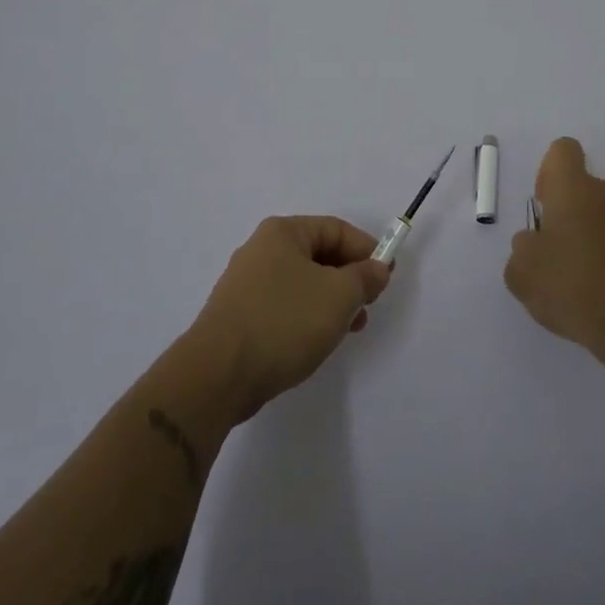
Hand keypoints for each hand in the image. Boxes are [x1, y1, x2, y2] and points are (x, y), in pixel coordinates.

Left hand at [190, 216, 391, 420]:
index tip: (386, 276)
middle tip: (369, 304)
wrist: (218, 375)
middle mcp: (261, 250)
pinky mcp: (239, 316)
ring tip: (349, 329)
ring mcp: (246, 284)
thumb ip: (365, 277)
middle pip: (318, 255)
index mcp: (282, 233)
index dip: (366, 249)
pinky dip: (307, 317)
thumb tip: (377, 268)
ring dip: (331, 301)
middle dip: (349, 278)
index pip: (335, 229)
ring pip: (302, 283)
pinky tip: (316, 341)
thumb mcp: (339, 295)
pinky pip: (284, 306)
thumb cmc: (284, 321)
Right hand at [504, 138, 604, 365]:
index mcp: (574, 189)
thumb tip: (534, 243)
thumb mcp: (521, 272)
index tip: (544, 206)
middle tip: (557, 251)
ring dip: (592, 234)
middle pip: (584, 187)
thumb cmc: (572, 287)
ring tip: (581, 278)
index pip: (563, 151)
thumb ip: (522, 249)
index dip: (549, 172)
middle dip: (569, 211)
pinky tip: (603, 292)